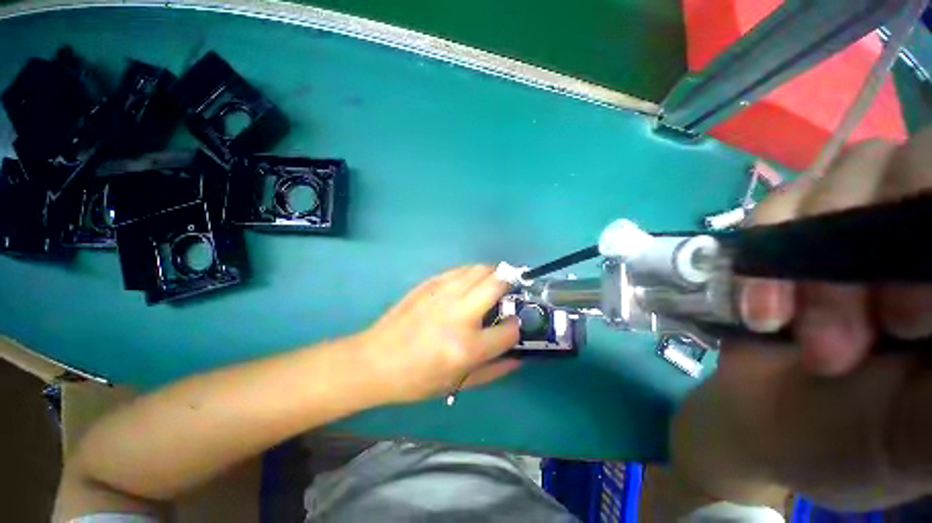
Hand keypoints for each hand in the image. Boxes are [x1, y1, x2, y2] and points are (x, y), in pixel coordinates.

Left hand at [354, 265, 520, 404]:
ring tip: (494, 284)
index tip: (511, 327)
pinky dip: (473, 273)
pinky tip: (470, 283)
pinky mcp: (430, 283)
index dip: (515, 328)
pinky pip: (461, 269)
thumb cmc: (417, 379)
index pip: (509, 329)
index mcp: (467, 346)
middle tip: (512, 292)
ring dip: (494, 274)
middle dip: (512, 285)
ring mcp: (443, 293)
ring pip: (480, 269)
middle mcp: (459, 313)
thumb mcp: (458, 383)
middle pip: (498, 284)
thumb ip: (494, 371)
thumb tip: (518, 357)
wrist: (376, 360)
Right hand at [671, 127, 931, 510]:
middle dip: (871, 253)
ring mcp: (853, 219)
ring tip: (790, 329)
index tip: (903, 321)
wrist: (763, 419)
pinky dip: (764, 247)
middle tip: (843, 340)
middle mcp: (918, 228)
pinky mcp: (792, 228)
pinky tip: (759, 309)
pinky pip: (779, 203)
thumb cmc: (854, 438)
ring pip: (844, 174)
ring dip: (807, 258)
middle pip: (910, 163)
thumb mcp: (920, 431)